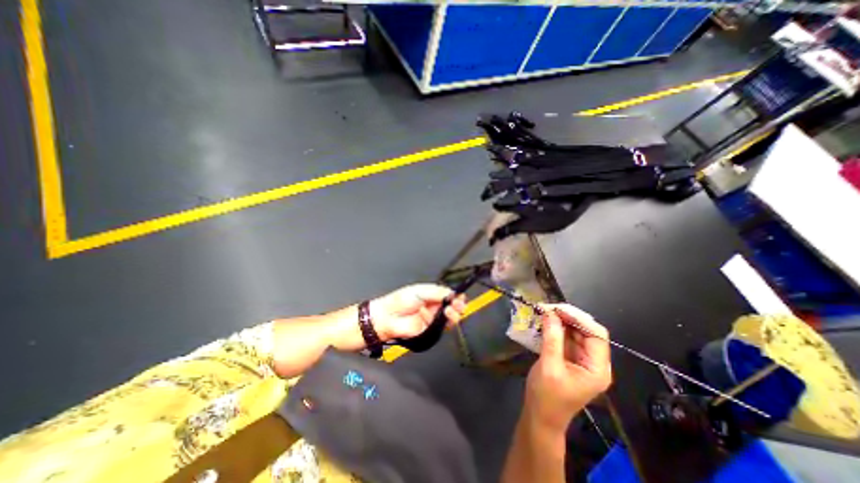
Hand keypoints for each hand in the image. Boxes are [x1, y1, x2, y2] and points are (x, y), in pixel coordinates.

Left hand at [369, 285, 467, 340]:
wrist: (388, 319)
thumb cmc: (400, 301)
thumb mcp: (420, 291)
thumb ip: (437, 292)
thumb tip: (453, 293)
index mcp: (430, 294)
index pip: (447, 294)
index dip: (455, 295)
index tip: (460, 295)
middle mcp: (433, 306)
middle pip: (451, 305)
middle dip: (458, 303)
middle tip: (459, 302)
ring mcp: (433, 318)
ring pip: (450, 316)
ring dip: (455, 312)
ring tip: (453, 309)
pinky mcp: (431, 329)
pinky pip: (444, 326)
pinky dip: (449, 322)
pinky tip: (448, 316)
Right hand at [525, 303, 611, 432]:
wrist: (540, 416)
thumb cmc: (547, 397)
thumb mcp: (549, 366)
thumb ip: (552, 339)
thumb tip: (550, 312)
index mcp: (597, 368)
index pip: (597, 335)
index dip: (579, 318)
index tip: (557, 309)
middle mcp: (594, 362)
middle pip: (587, 331)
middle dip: (568, 317)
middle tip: (548, 308)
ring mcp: (581, 359)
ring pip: (575, 332)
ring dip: (561, 321)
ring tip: (544, 312)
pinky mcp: (569, 357)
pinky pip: (565, 337)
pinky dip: (556, 328)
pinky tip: (544, 322)